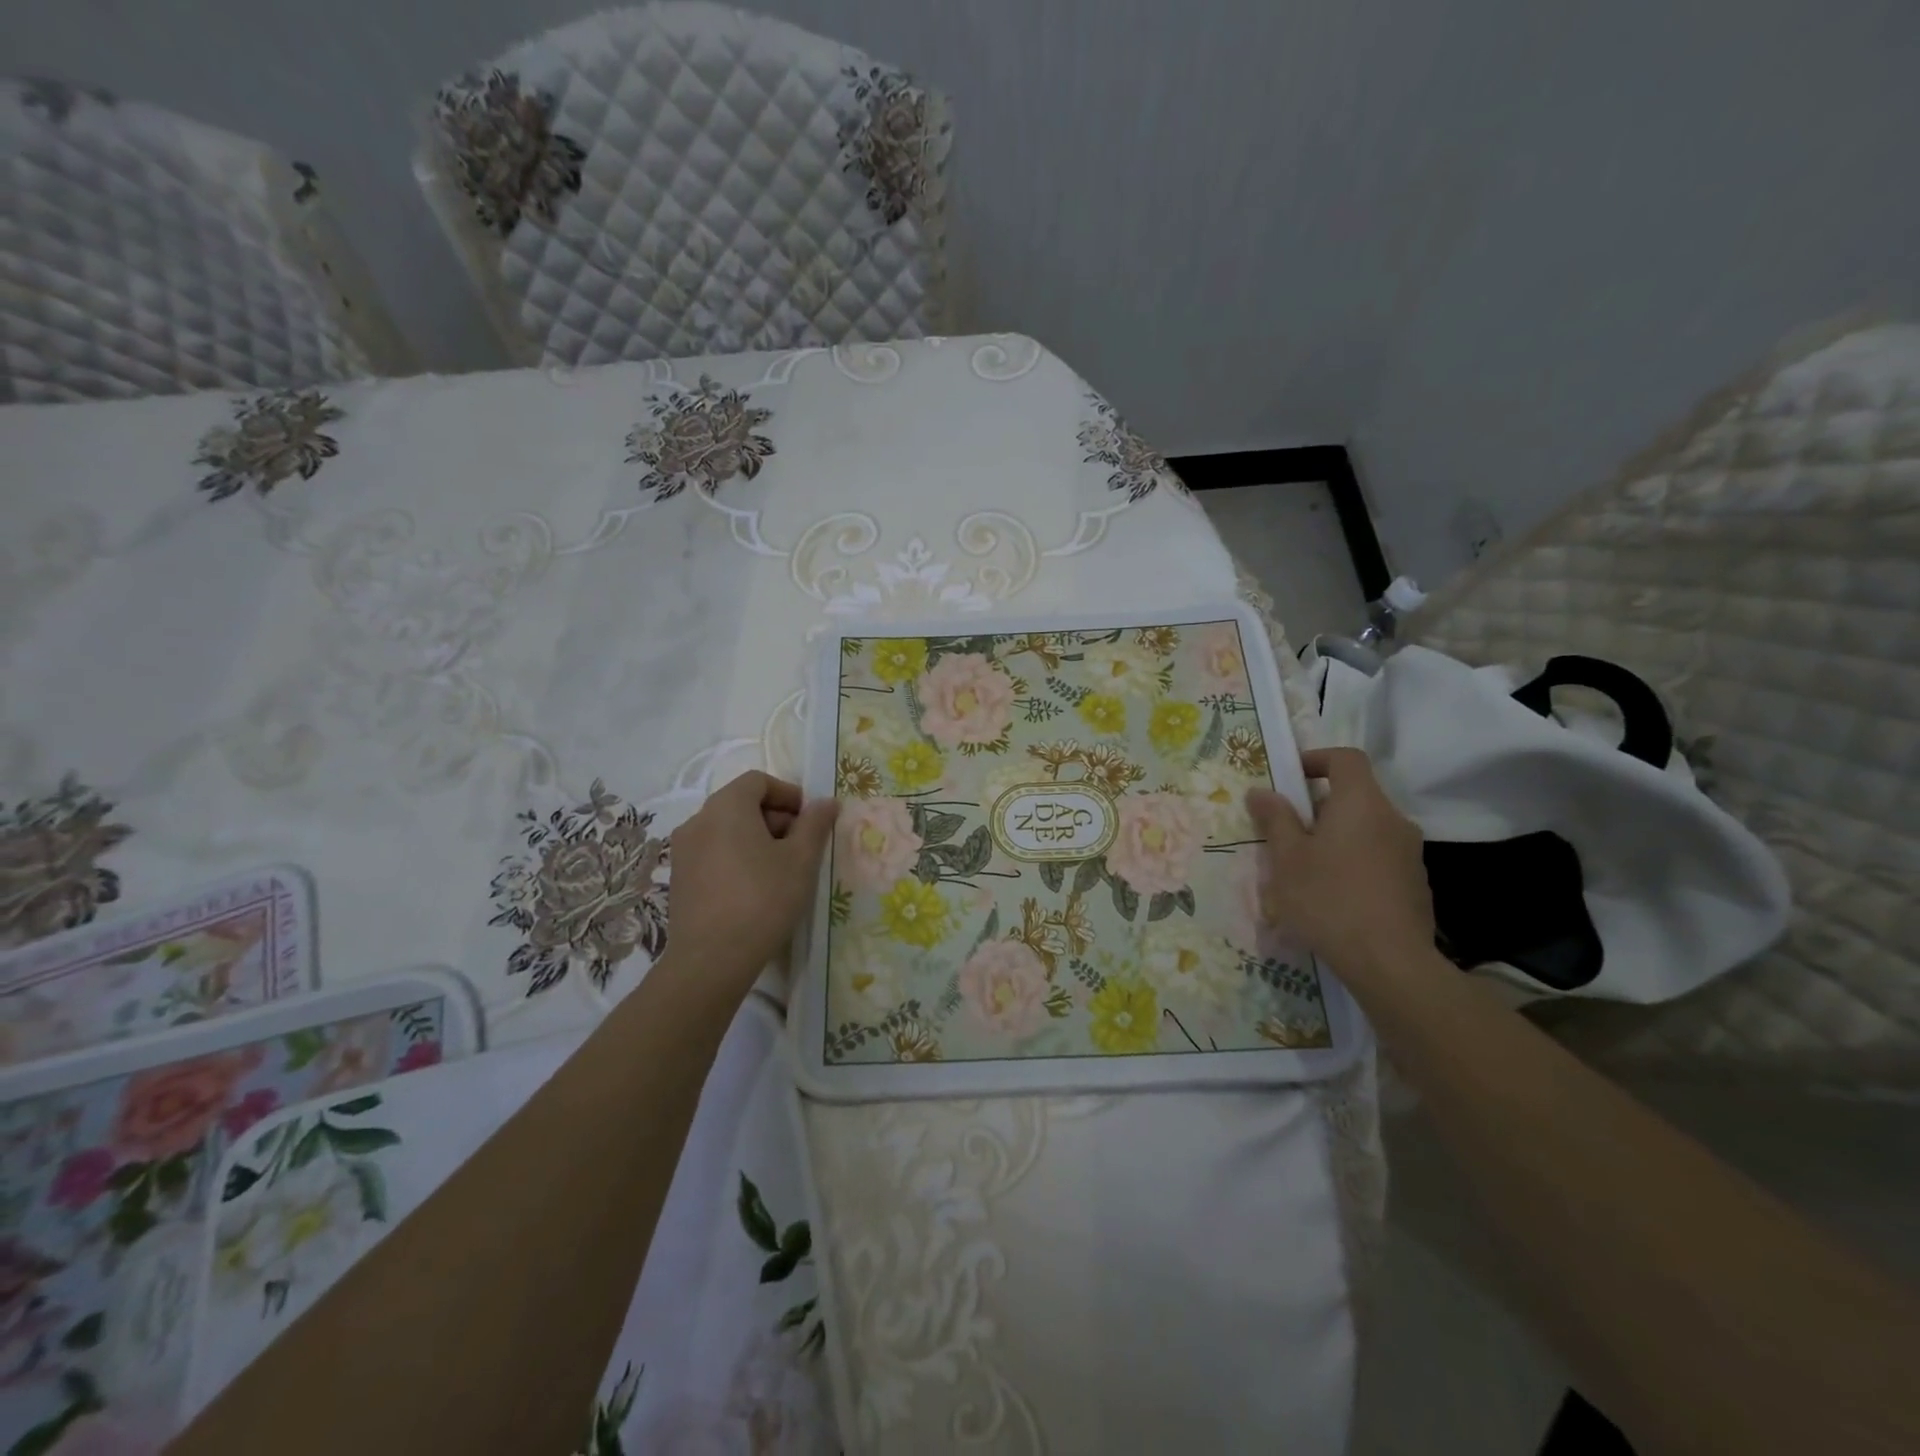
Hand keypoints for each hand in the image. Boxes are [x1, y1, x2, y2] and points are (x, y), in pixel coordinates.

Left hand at [667, 772, 837, 998]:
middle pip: (741, 803)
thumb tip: (826, 802)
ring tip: (780, 870)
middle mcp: (698, 820)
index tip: (809, 820)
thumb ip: (815, 824)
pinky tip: (753, 888)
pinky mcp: (679, 877)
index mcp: (726, 807)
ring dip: (756, 838)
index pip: (758, 781)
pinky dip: (735, 856)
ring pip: (726, 829)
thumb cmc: (763, 899)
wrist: (711, 959)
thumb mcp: (801, 860)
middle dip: (775, 817)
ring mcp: (683, 850)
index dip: (788, 794)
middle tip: (800, 847)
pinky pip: (713, 852)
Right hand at [1245, 748, 1434, 979]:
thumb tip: (1261, 791)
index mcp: (1362, 803)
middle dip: (1318, 807)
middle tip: (1286, 833)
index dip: (1316, 759)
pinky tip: (1333, 896)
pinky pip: (1378, 857)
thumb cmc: (1329, 899)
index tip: (1290, 778)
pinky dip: (1353, 862)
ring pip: (1366, 829)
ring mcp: (1410, 853)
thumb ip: (1275, 819)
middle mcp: (1393, 820)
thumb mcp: (1287, 858)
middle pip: (1355, 796)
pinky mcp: (1415, 884)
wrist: (1390, 962)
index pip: (1346, 758)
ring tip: (1305, 870)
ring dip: (1335, 837)